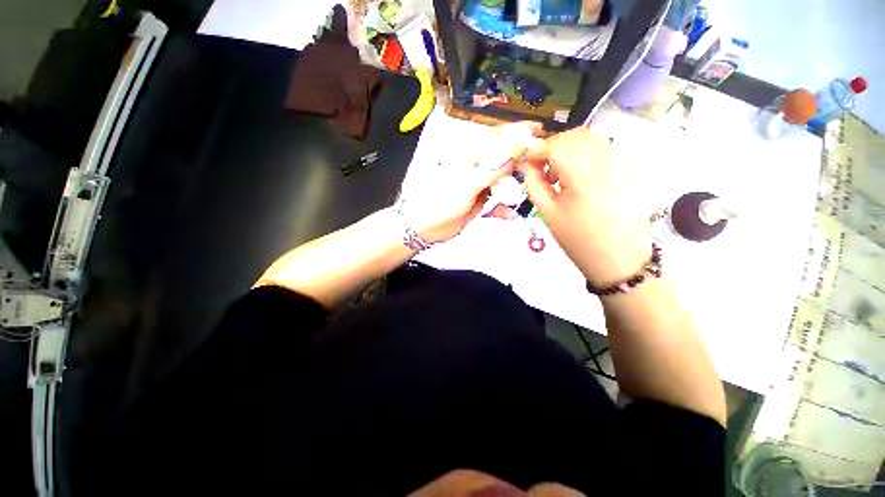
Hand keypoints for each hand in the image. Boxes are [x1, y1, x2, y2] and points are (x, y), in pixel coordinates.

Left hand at [400, 122, 541, 243]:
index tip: (537, 131)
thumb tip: (516, 154)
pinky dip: (503, 209)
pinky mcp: (479, 202)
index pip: (497, 138)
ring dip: (514, 188)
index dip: (517, 133)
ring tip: (527, 192)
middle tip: (538, 167)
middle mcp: (476, 168)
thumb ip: (493, 170)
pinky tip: (510, 214)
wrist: (428, 227)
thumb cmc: (443, 201)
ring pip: (503, 182)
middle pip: (503, 161)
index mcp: (470, 157)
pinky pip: (496, 203)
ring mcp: (479, 186)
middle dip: (521, 163)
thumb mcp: (469, 183)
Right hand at [520, 127, 652, 285]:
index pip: (556, 147)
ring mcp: (623, 164)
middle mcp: (607, 162)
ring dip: (568, 148)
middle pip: (575, 136)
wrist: (619, 257)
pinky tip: (577, 174)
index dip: (537, 150)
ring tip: (557, 172)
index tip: (526, 162)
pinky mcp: (629, 169)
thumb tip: (526, 166)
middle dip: (552, 146)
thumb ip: (534, 185)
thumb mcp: (548, 213)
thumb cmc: (578, 239)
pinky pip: (604, 148)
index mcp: (584, 177)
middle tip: (540, 166)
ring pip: (591, 139)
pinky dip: (584, 153)